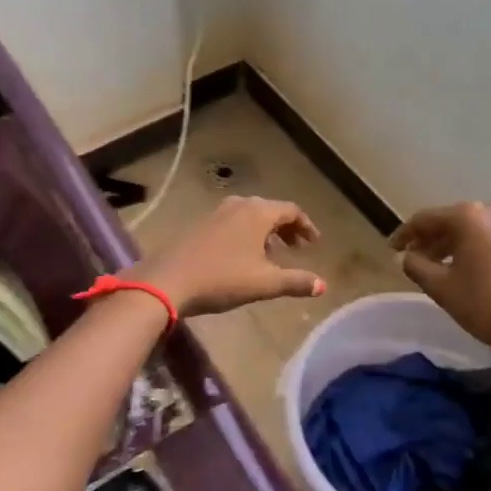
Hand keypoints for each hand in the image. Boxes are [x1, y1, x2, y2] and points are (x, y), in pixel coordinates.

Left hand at [138, 197, 325, 316]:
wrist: (168, 280)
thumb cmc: (222, 278)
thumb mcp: (264, 283)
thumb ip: (296, 282)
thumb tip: (323, 285)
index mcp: (258, 212)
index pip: (291, 210)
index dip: (306, 226)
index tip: (314, 243)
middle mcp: (238, 205)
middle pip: (270, 210)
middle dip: (286, 228)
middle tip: (296, 248)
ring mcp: (215, 213)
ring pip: (249, 216)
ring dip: (264, 232)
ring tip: (271, 254)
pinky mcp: (199, 225)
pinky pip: (232, 223)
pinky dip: (245, 234)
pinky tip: (242, 257)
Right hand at [390, 202, 490, 375]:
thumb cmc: (484, 304)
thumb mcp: (441, 287)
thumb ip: (415, 266)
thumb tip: (403, 256)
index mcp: (467, 216)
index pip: (424, 219)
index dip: (404, 234)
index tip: (390, 250)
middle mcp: (487, 213)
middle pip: (445, 221)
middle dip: (425, 239)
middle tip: (407, 259)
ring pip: (463, 231)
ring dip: (443, 246)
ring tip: (427, 268)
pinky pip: (479, 239)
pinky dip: (462, 250)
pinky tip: (453, 270)